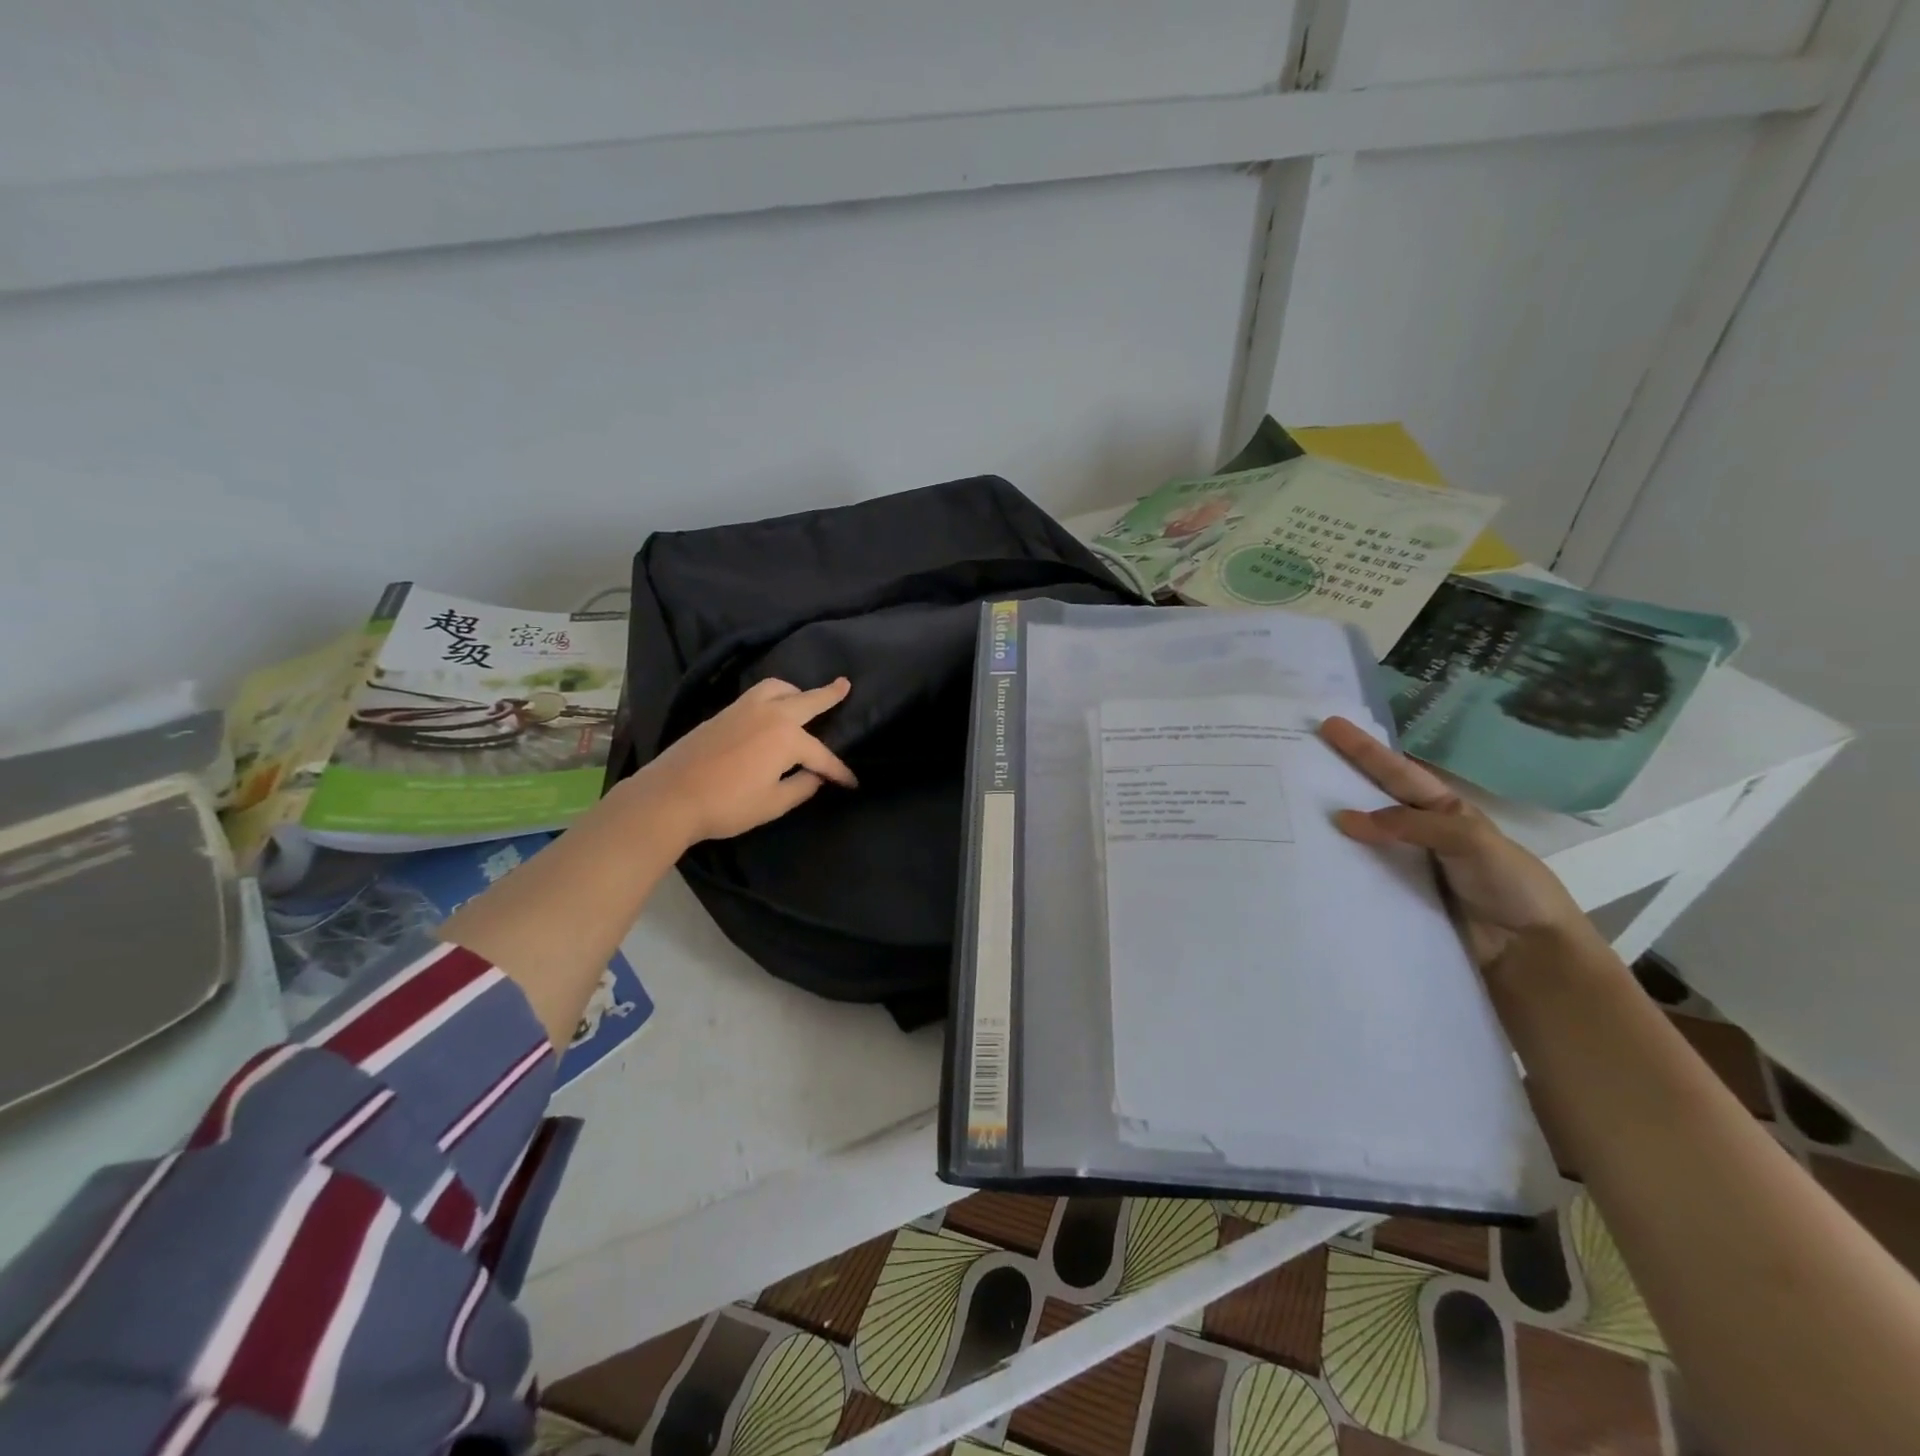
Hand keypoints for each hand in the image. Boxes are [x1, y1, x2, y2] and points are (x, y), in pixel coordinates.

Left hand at [635, 677, 858, 845]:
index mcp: (787, 738)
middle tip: (845, 684)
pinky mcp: (724, 712)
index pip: (822, 755)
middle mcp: (770, 714)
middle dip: (829, 695)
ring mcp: (744, 708)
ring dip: (796, 691)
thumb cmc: (727, 804)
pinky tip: (772, 709)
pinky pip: (758, 693)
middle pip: (807, 701)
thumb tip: (815, 775)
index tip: (852, 783)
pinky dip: (774, 694)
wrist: (670, 796)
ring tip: (803, 698)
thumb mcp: (773, 803)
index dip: (839, 771)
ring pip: (778, 688)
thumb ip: (802, 786)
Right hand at [1317, 716, 1587, 966]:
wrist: (1528, 953)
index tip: (1330, 726)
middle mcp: (1421, 833)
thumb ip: (1413, 825)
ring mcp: (1405, 865)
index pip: (1397, 773)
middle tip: (1299, 758)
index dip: (1364, 749)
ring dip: (1329, 824)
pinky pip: (1360, 874)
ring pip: (1360, 837)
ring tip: (1289, 808)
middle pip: (1372, 799)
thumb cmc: (1510, 886)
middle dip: (1339, 777)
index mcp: (1444, 811)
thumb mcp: (1470, 841)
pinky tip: (1308, 859)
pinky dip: (1336, 864)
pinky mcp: (1395, 897)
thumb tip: (1345, 818)